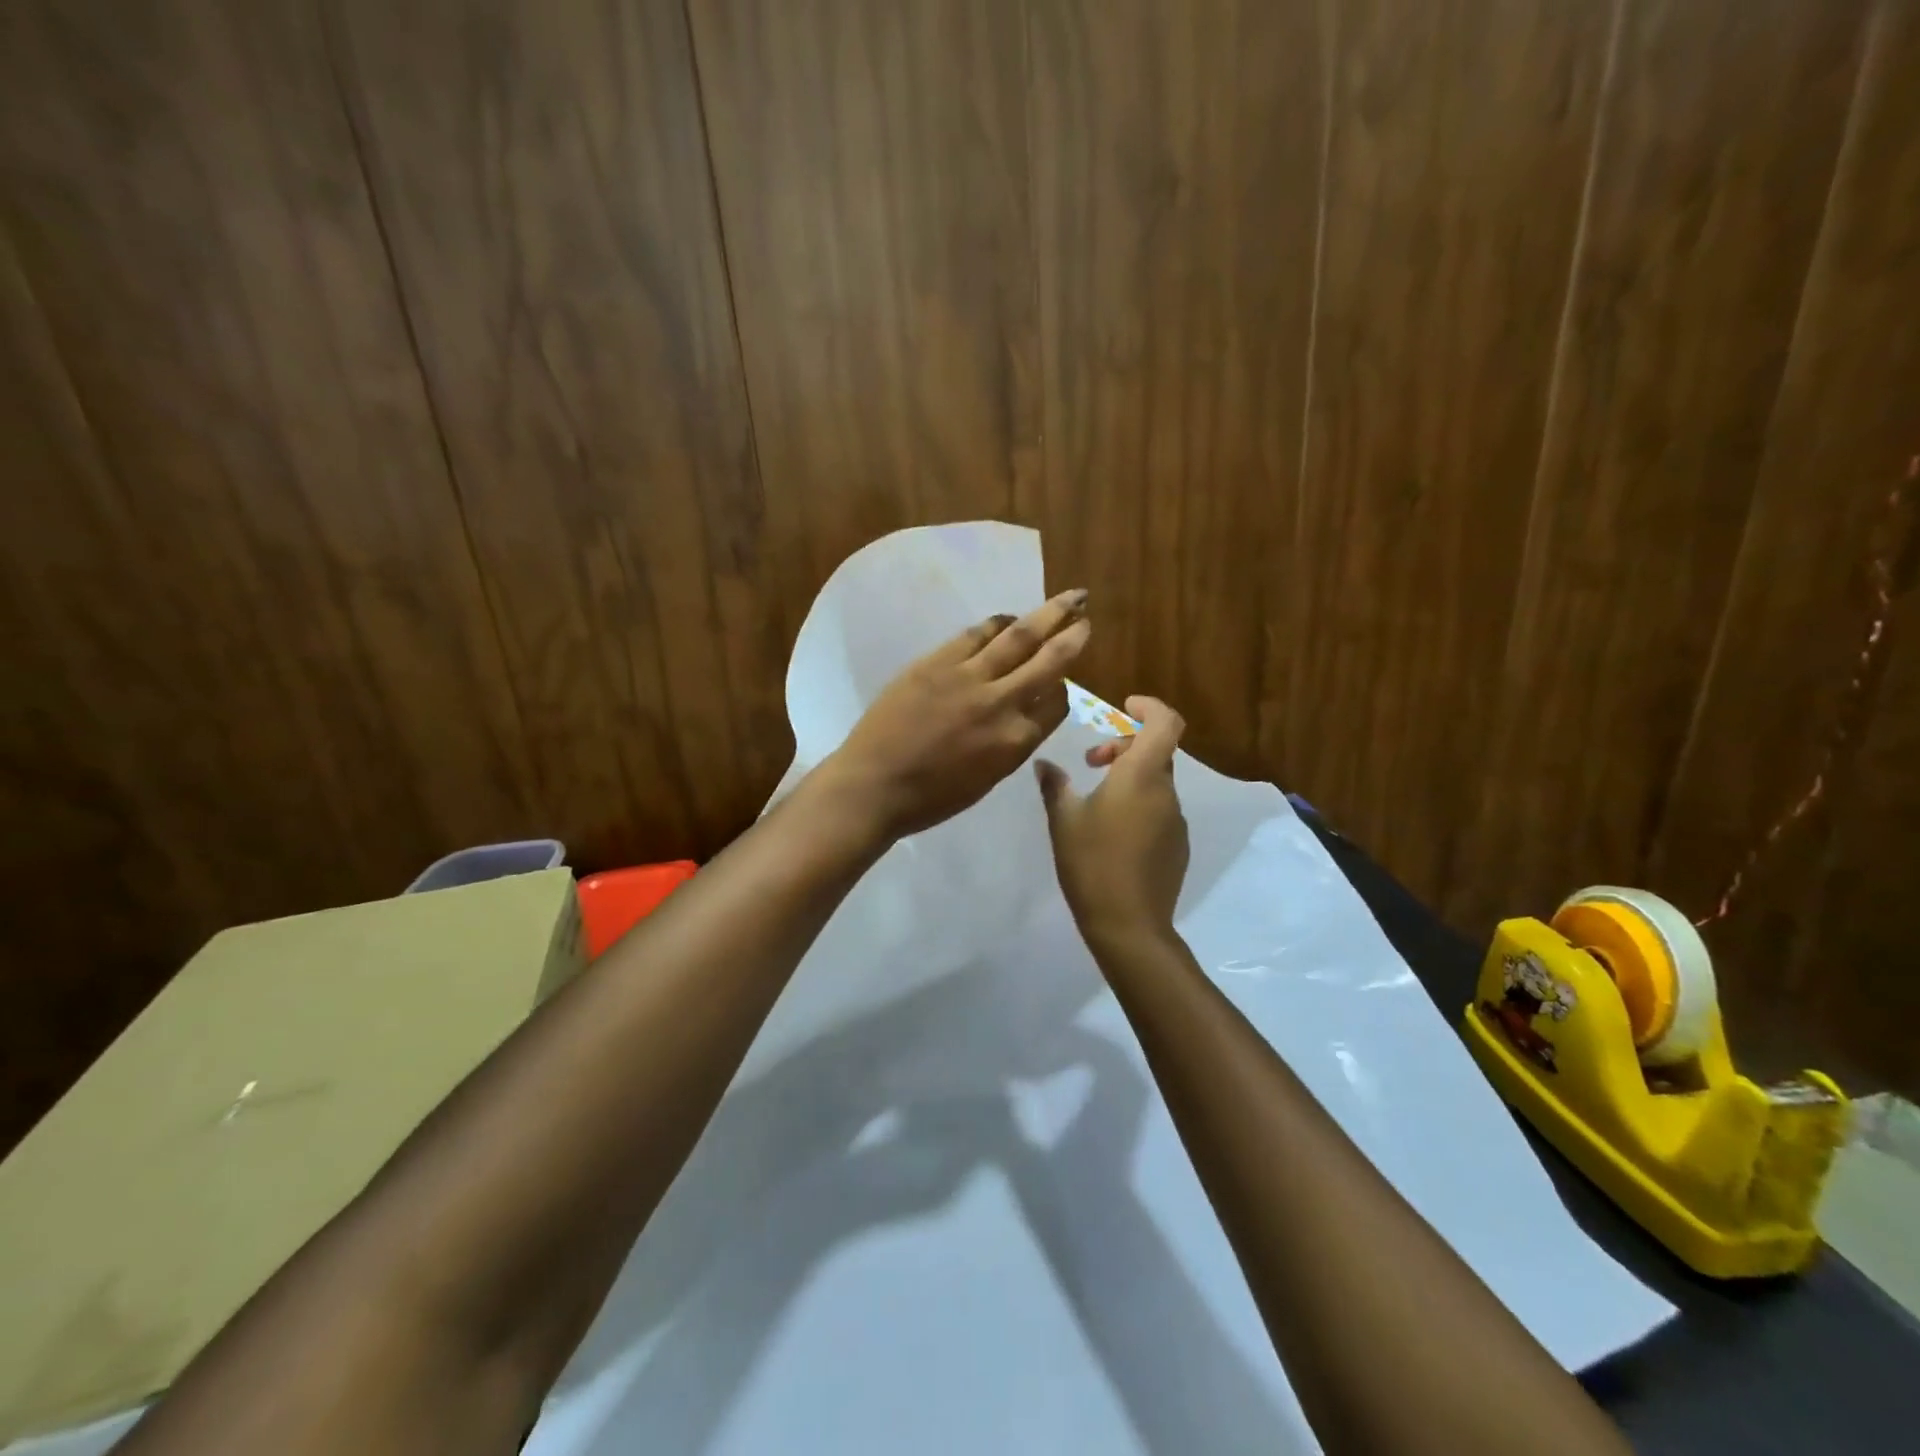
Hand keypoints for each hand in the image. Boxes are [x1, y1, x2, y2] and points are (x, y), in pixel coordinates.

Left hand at [820, 589, 1091, 838]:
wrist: (874, 785)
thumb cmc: (930, 798)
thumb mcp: (987, 779)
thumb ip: (1011, 744)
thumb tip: (1022, 715)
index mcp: (1017, 741)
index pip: (1057, 704)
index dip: (1062, 690)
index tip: (1059, 682)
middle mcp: (1003, 703)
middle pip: (1050, 661)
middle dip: (1073, 635)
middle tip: (1085, 615)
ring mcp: (970, 677)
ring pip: (1020, 637)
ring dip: (1047, 614)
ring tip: (1066, 599)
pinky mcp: (938, 661)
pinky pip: (976, 634)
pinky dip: (997, 623)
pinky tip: (1007, 618)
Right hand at [1035, 697, 1188, 945]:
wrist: (1129, 924)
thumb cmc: (1091, 863)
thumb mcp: (1064, 820)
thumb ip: (1055, 785)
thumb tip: (1045, 764)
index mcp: (1141, 776)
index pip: (1164, 722)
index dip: (1149, 706)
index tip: (1124, 707)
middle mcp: (1165, 791)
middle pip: (1155, 750)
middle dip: (1124, 745)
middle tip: (1091, 763)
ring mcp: (1175, 820)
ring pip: (1155, 781)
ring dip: (1129, 776)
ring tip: (1095, 801)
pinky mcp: (1178, 845)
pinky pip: (1159, 809)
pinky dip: (1138, 803)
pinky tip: (1112, 832)